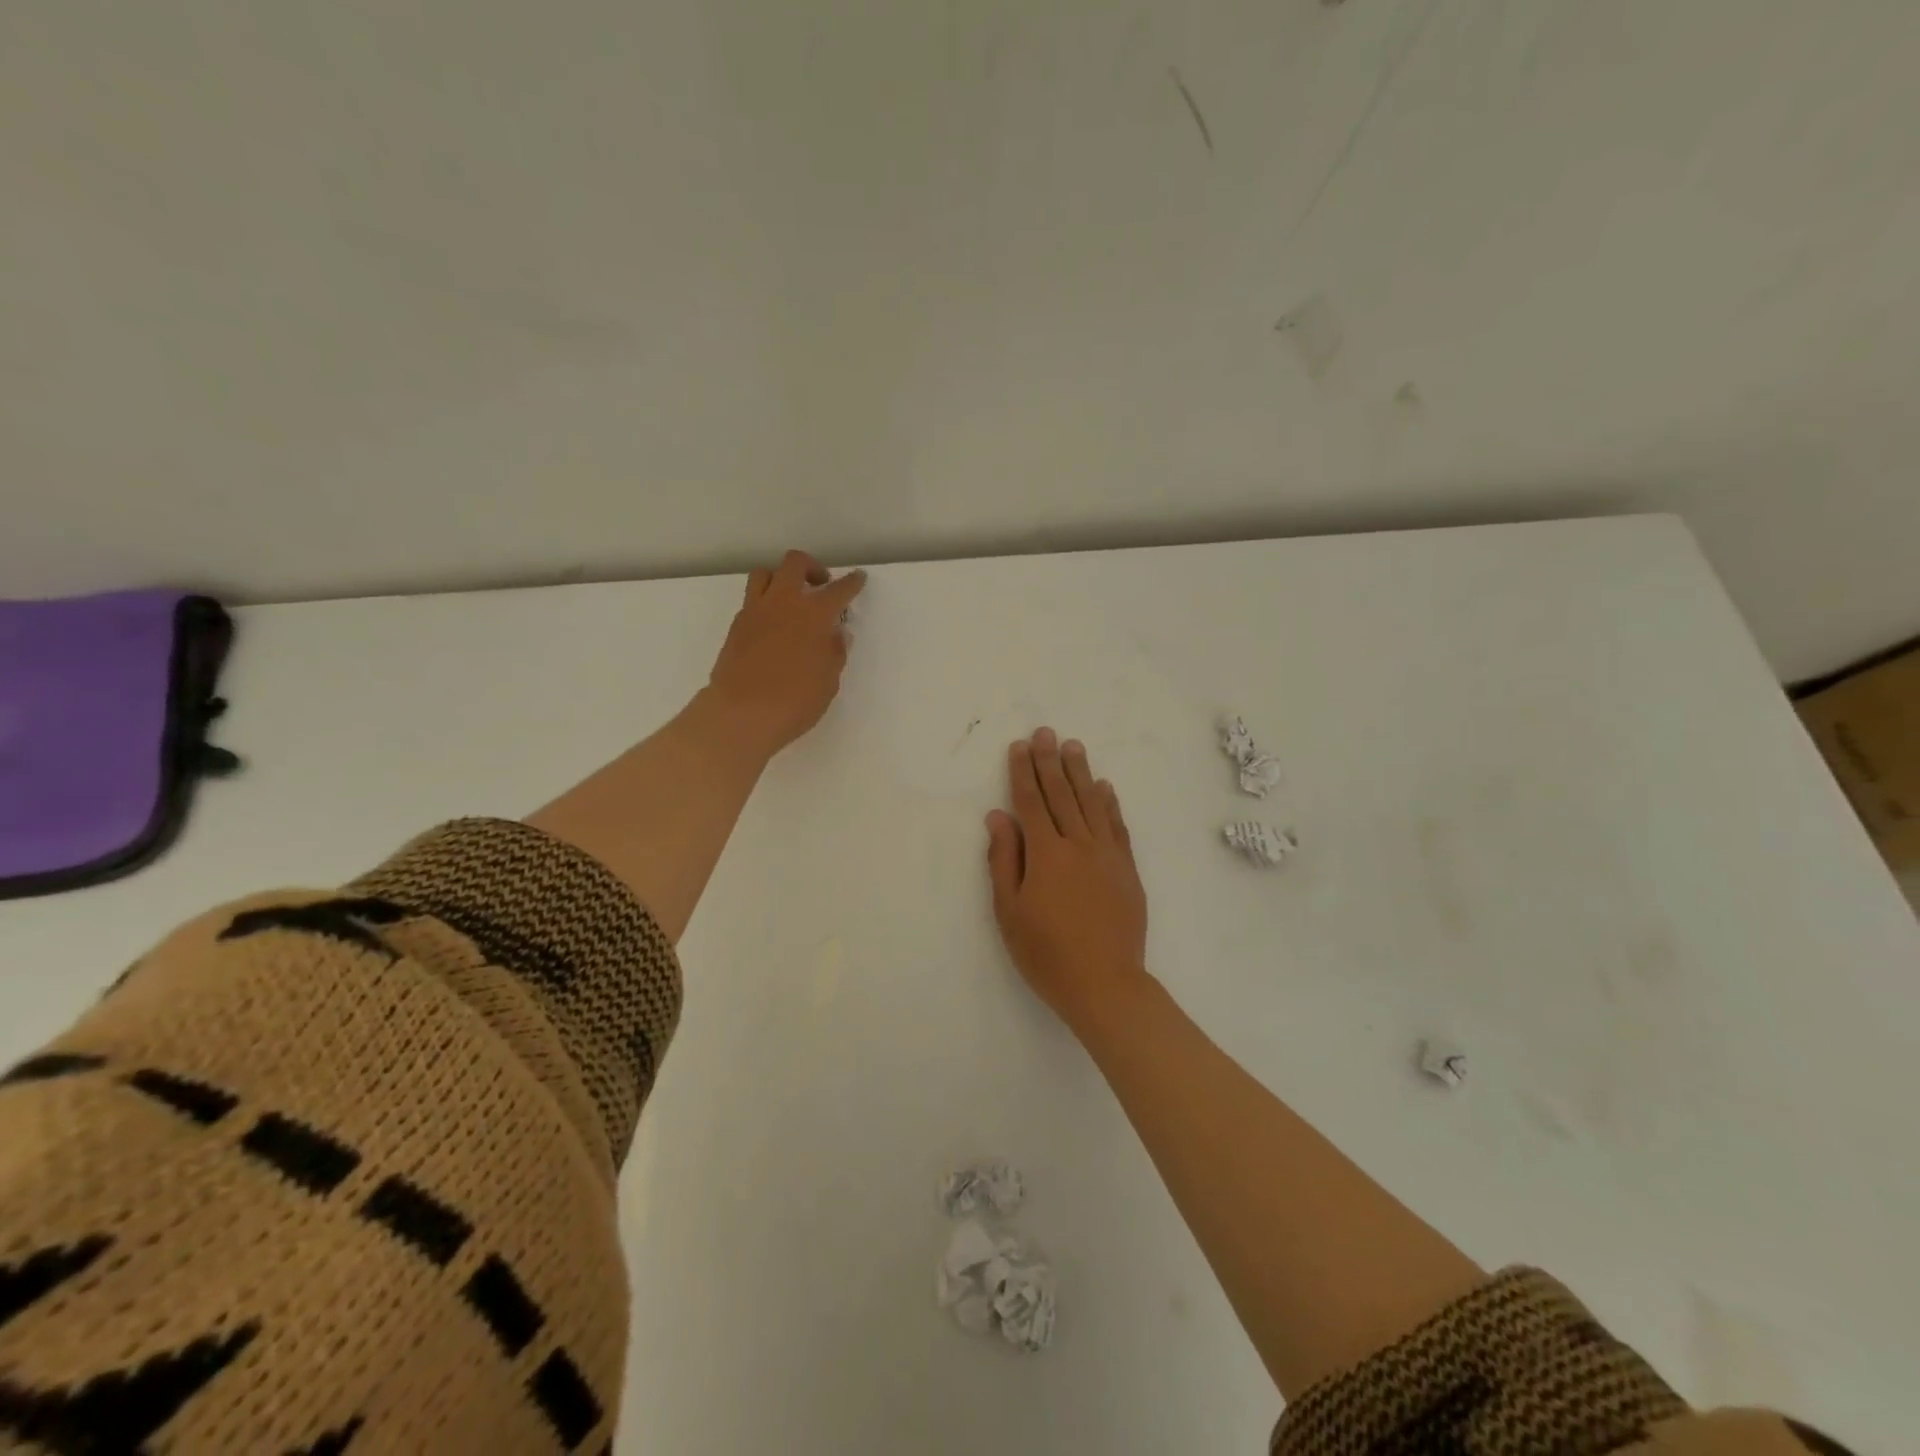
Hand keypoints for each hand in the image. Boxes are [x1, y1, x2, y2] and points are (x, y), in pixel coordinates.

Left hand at [704, 551, 866, 759]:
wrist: (742, 714)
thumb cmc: (795, 701)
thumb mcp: (828, 681)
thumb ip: (834, 653)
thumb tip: (837, 634)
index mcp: (814, 615)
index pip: (838, 590)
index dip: (851, 583)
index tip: (858, 578)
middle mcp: (783, 603)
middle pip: (795, 564)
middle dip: (811, 567)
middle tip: (820, 585)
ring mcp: (755, 612)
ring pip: (765, 574)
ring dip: (781, 578)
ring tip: (790, 599)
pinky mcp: (735, 626)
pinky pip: (751, 600)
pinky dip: (765, 603)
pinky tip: (772, 625)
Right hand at [986, 728, 1149, 1031]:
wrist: (1106, 984)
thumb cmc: (1046, 953)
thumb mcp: (1010, 911)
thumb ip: (1004, 859)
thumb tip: (998, 816)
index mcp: (1046, 854)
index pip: (1030, 802)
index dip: (1023, 773)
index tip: (1019, 747)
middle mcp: (1078, 845)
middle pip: (1062, 795)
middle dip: (1050, 761)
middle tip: (1046, 732)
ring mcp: (1108, 855)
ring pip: (1092, 803)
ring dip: (1081, 773)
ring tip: (1074, 747)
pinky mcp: (1127, 870)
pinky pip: (1118, 827)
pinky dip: (1110, 804)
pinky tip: (1105, 788)